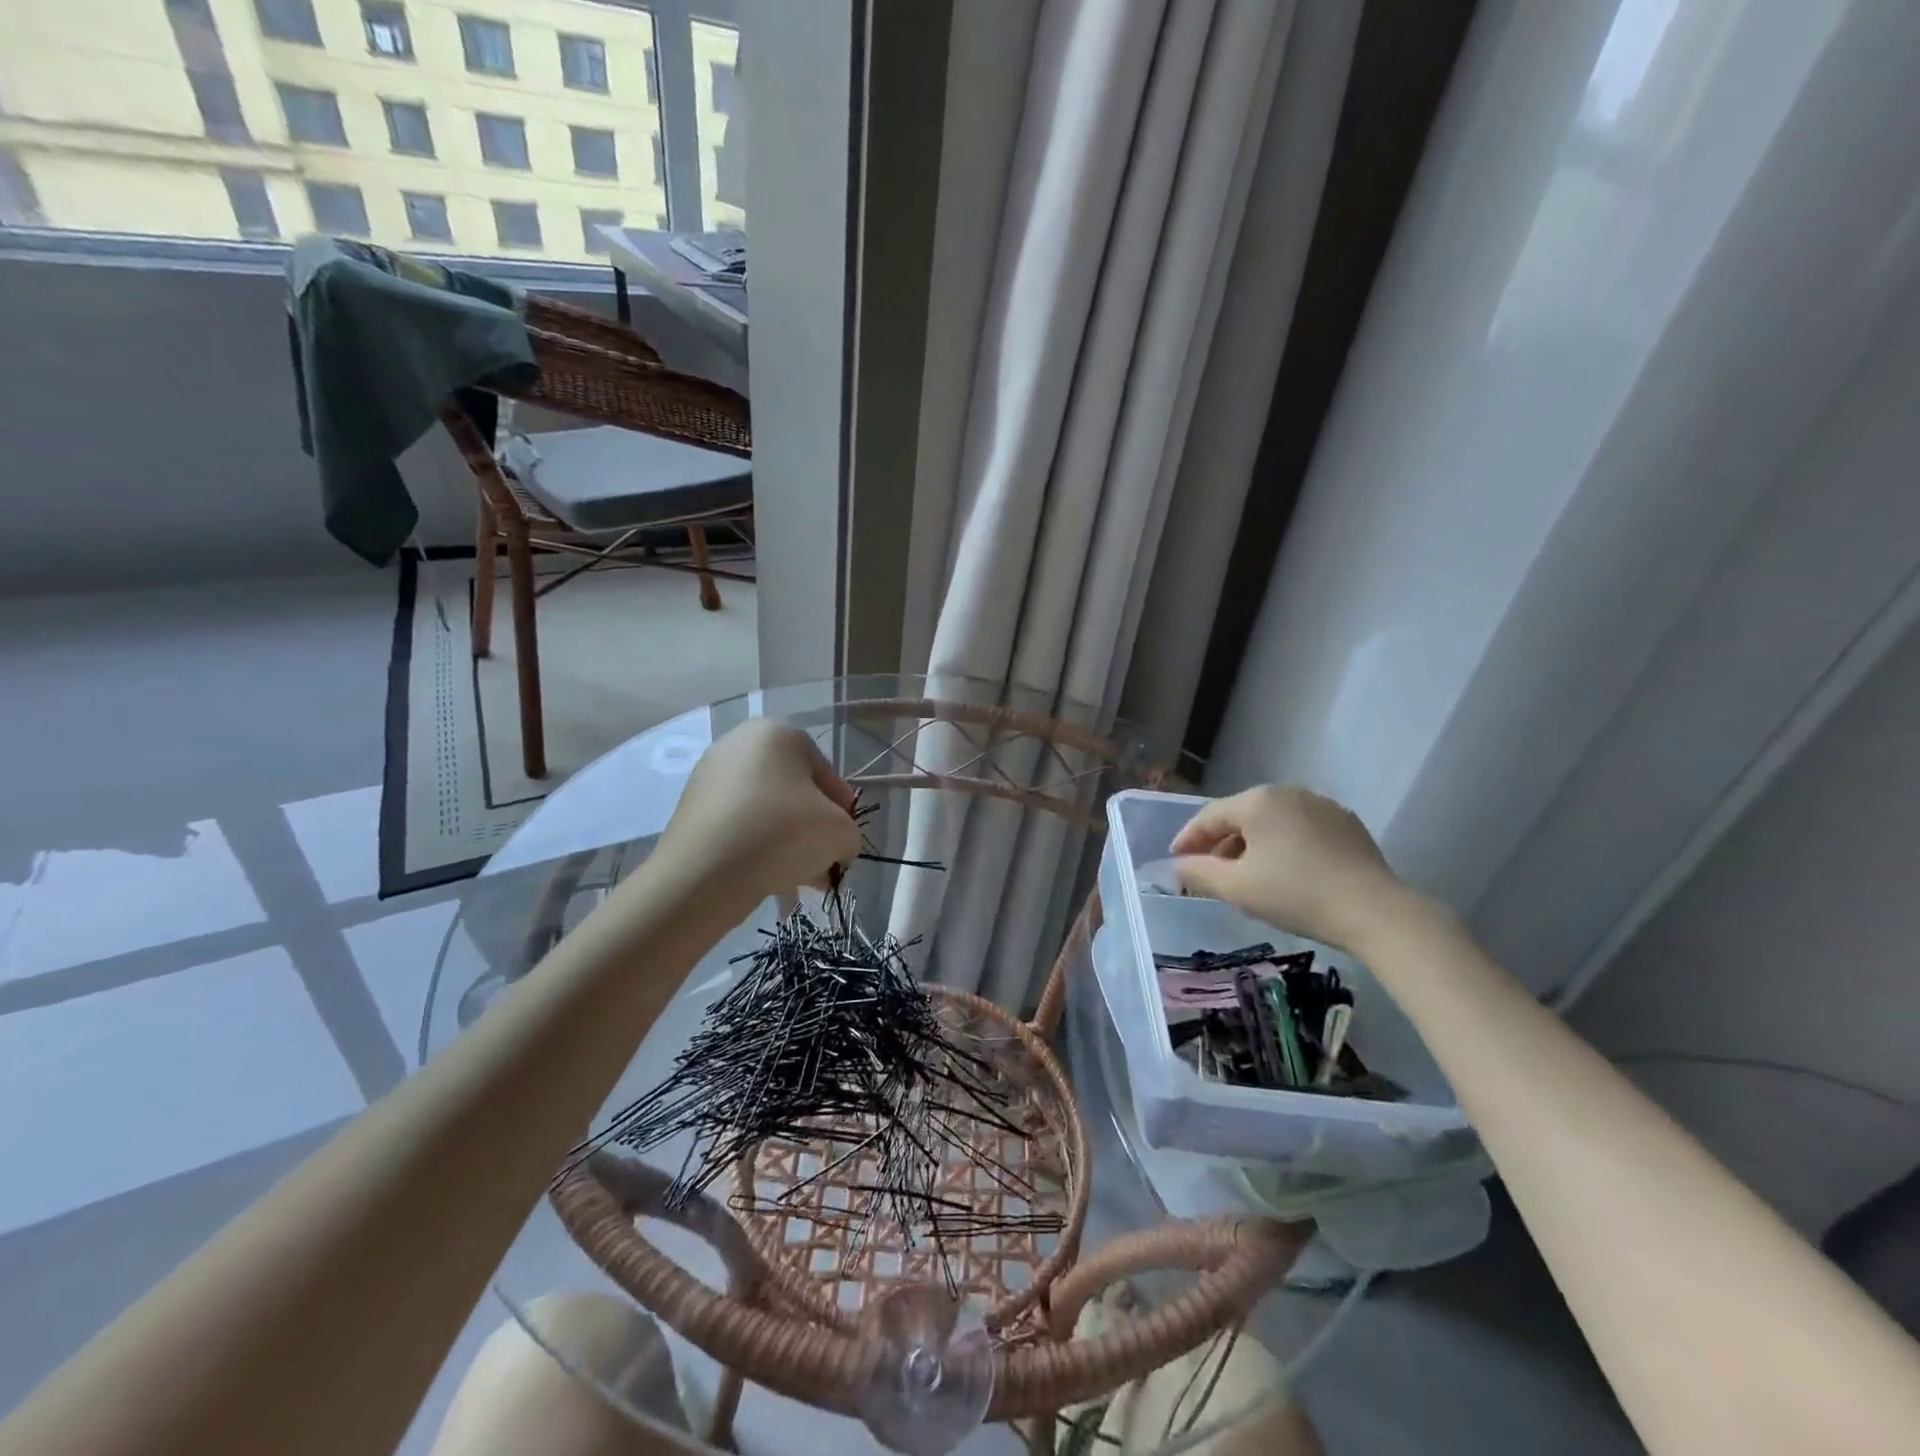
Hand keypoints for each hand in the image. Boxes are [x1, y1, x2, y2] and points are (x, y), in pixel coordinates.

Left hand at [658, 720, 862, 899]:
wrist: (704, 873)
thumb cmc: (782, 834)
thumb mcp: (840, 833)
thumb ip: (849, 832)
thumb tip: (837, 843)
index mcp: (779, 732)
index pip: (824, 770)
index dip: (840, 807)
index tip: (843, 837)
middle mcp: (740, 742)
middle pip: (792, 789)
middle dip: (810, 825)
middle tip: (821, 858)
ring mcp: (709, 773)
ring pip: (764, 808)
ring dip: (785, 838)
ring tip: (797, 875)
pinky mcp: (690, 806)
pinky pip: (737, 823)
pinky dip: (755, 844)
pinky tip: (767, 874)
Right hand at [1170, 786, 1418, 954]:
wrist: (1375, 912)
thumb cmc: (1296, 894)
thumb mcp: (1237, 888)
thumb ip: (1199, 872)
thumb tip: (1179, 864)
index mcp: (1257, 800)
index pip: (1209, 816)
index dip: (1188, 839)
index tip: (1175, 860)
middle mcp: (1288, 792)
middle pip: (1241, 815)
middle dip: (1220, 842)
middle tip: (1208, 870)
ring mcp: (1321, 805)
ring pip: (1272, 822)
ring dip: (1252, 844)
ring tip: (1245, 874)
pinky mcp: (1347, 823)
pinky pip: (1300, 829)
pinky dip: (1283, 845)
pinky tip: (1285, 871)